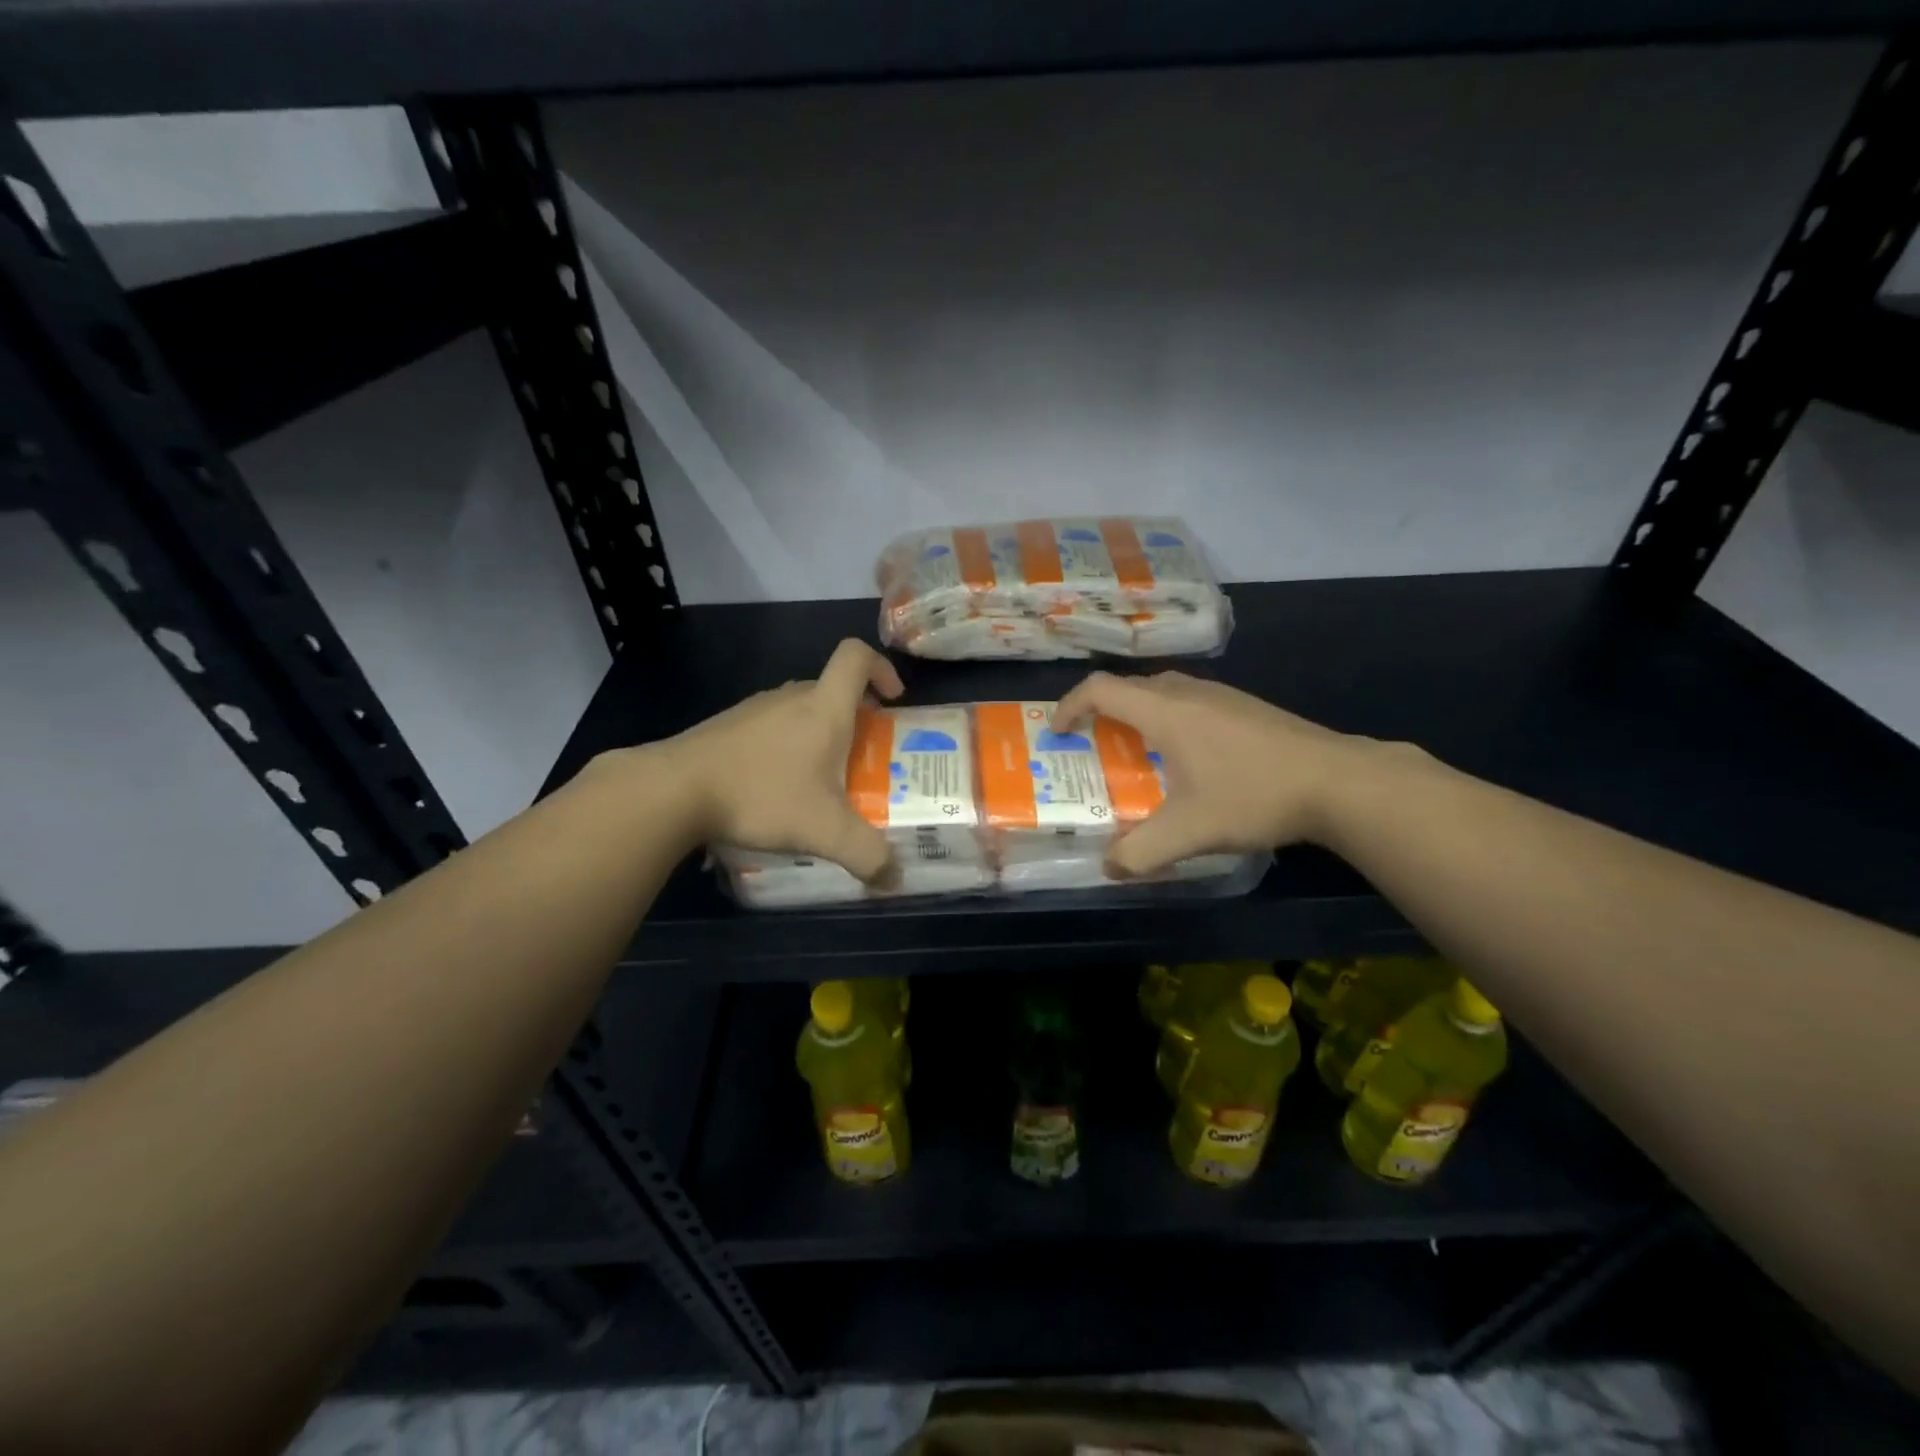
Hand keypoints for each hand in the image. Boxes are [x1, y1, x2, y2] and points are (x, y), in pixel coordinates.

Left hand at [659, 639, 904, 881]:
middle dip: (856, 716)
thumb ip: (868, 856)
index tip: (893, 698)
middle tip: (864, 755)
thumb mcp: (825, 831)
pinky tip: (776, 787)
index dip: (881, 667)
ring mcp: (754, 710)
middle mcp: (790, 698)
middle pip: (832, 689)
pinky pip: (771, 726)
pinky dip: (786, 747)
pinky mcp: (726, 727)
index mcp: (823, 708)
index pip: (856, 657)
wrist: (674, 791)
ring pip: (800, 709)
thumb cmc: (761, 796)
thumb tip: (894, 880)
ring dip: (819, 733)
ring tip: (821, 779)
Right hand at [1052, 671, 1370, 875]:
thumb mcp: (1189, 832)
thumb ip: (1140, 853)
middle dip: (1101, 712)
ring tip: (1136, 752)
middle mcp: (1189, 692)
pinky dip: (1168, 719)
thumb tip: (1109, 868)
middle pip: (1129, 687)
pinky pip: (1190, 701)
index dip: (1069, 706)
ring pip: (1163, 691)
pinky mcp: (1247, 707)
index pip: (1100, 689)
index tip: (1058, 732)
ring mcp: (1223, 696)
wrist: (1339, 781)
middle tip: (1093, 746)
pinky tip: (1189, 758)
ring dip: (1137, 714)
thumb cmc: (1254, 796)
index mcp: (1165, 711)